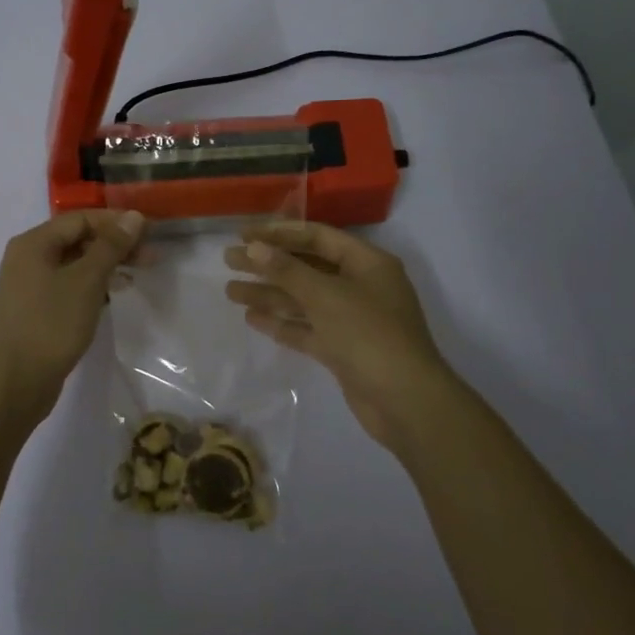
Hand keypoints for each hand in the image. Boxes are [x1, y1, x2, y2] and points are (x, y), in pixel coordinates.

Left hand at [0, 209, 146, 418]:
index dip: (116, 223)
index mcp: (33, 243)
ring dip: (105, 266)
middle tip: (150, 258)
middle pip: (76, 240)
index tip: (149, 234)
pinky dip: (90, 285)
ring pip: (73, 264)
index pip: (80, 219)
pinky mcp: (35, 309)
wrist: (18, 381)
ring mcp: (28, 285)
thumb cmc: (52, 324)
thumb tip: (133, 216)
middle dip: (114, 246)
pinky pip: (66, 285)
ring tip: (135, 276)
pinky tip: (111, 296)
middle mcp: (26, 258)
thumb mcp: (86, 281)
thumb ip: (111, 246)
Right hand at [224, 220, 455, 456]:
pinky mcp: (344, 350)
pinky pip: (308, 328)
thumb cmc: (368, 335)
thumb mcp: (325, 295)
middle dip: (269, 264)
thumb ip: (286, 270)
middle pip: (307, 267)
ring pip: (304, 300)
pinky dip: (283, 322)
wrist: (405, 402)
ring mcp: (353, 320)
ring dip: (269, 294)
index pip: (318, 237)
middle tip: (229, 261)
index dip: (280, 233)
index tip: (244, 235)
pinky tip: (252, 318)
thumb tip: (254, 247)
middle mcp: (361, 286)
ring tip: (230, 292)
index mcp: (367, 263)